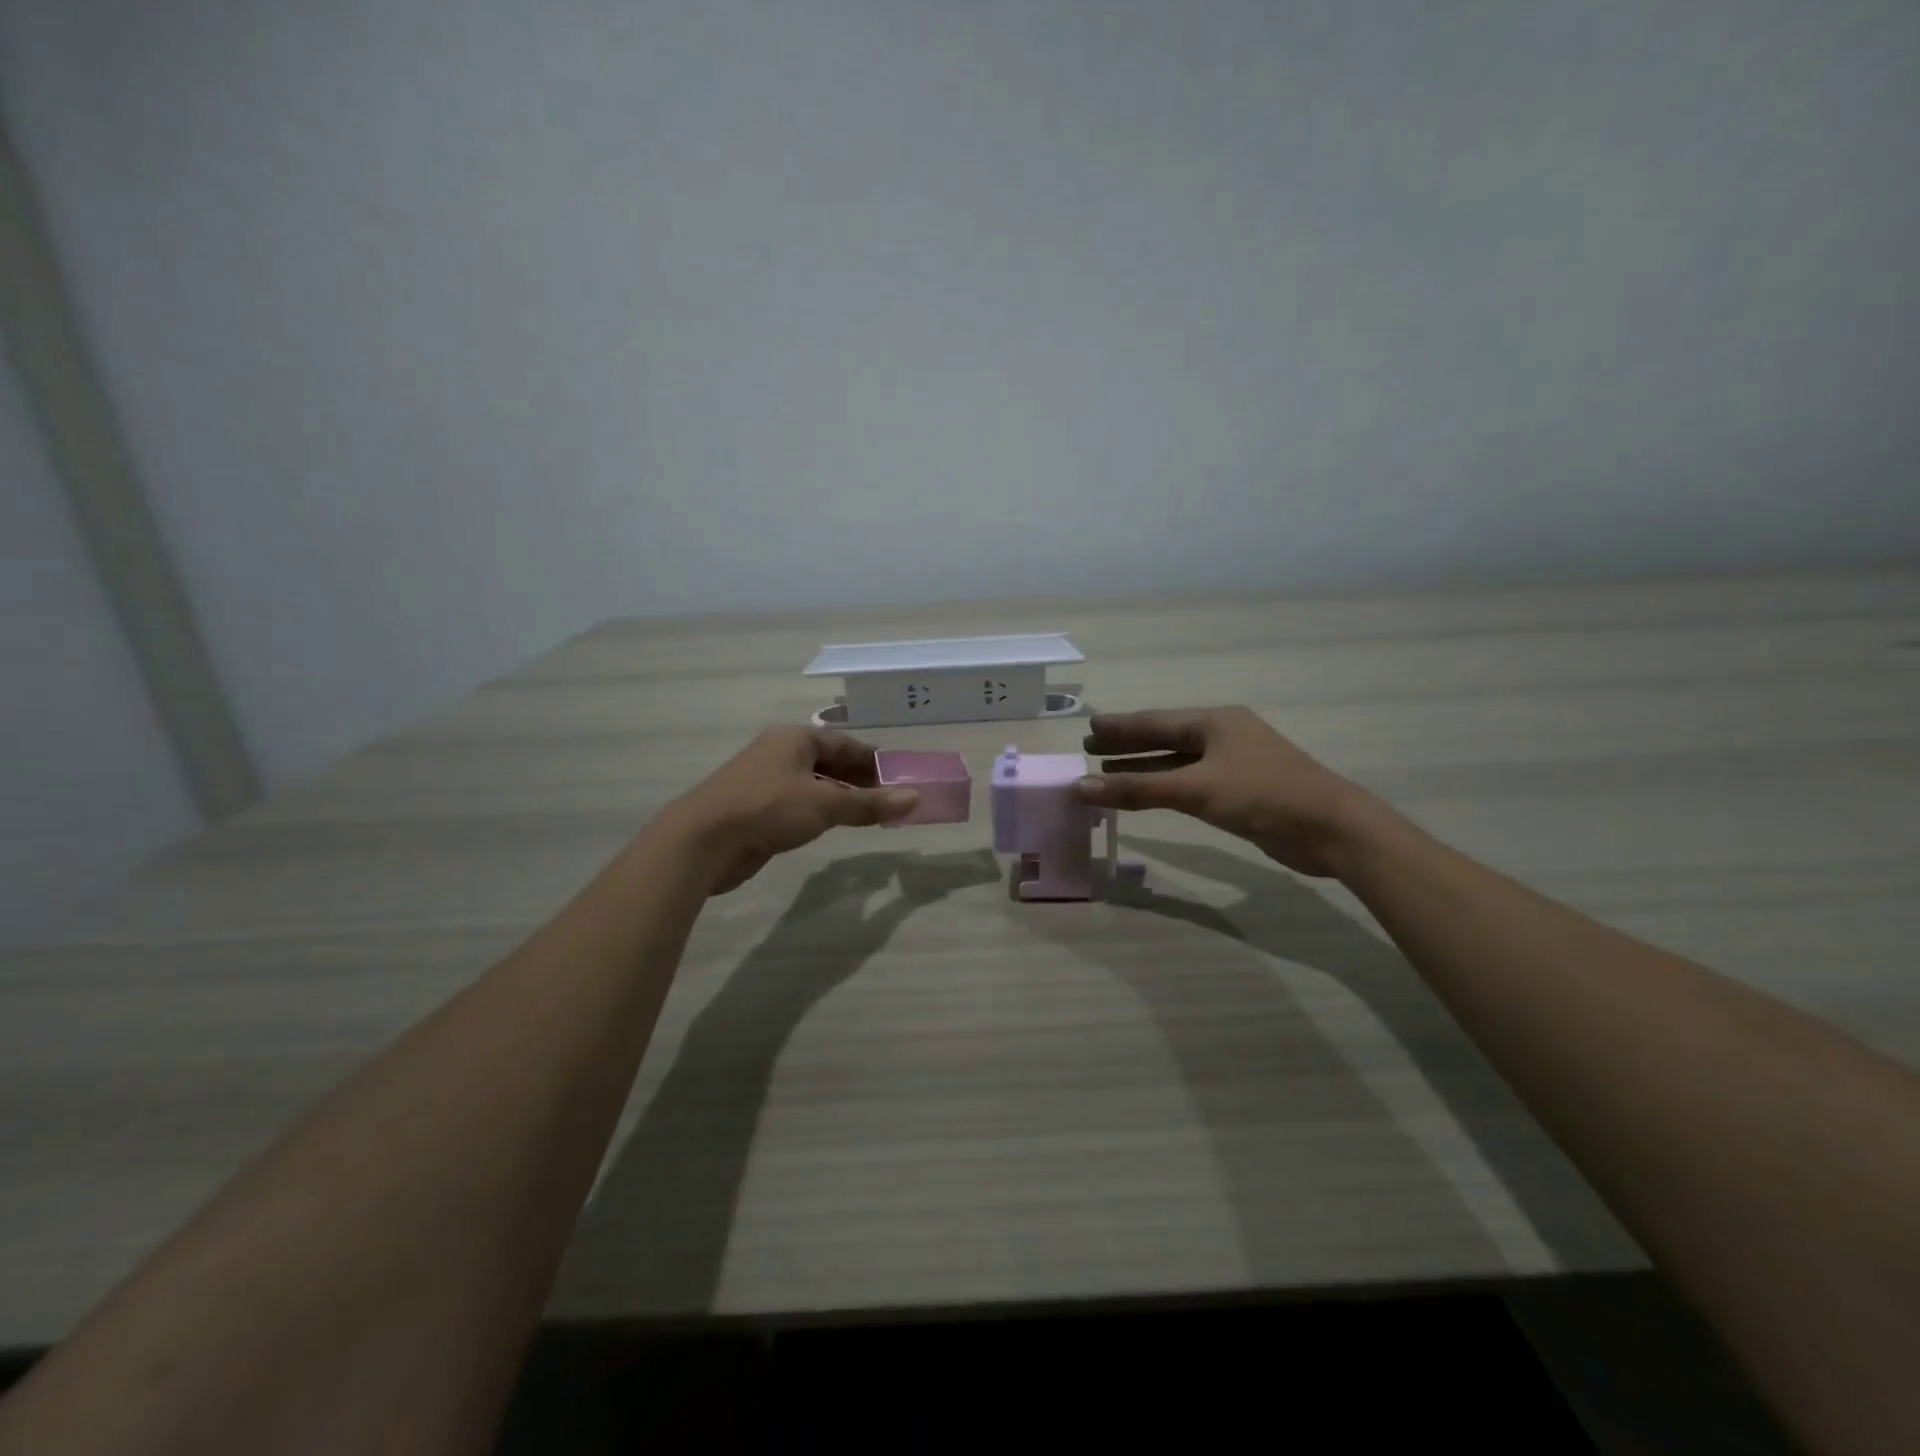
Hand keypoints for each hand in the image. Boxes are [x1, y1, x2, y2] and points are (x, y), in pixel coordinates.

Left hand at [668, 726, 919, 892]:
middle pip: (830, 761)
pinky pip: (799, 804)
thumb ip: (870, 803)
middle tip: (890, 800)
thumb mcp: (825, 804)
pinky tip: (834, 826)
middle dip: (860, 779)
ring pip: (814, 784)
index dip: (874, 759)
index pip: (845, 742)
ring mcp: (765, 780)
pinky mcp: (756, 808)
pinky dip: (820, 811)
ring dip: (841, 797)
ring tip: (870, 815)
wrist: (702, 841)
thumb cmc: (768, 808)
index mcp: (795, 739)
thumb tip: (915, 798)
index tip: (900, 777)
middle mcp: (779, 753)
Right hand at [1074, 707, 1375, 877]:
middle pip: (1165, 738)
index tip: (1089, 727)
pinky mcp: (1241, 790)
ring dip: (1144, 767)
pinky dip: (1165, 786)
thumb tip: (1080, 787)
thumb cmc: (1262, 796)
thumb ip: (1137, 788)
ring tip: (1108, 771)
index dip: (1120, 727)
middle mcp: (1222, 736)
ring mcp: (1234, 763)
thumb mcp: (1196, 790)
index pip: (1154, 722)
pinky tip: (1149, 793)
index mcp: (1214, 722)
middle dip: (1128, 745)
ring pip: (1178, 762)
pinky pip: (1192, 782)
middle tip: (1090, 748)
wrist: (1331, 828)